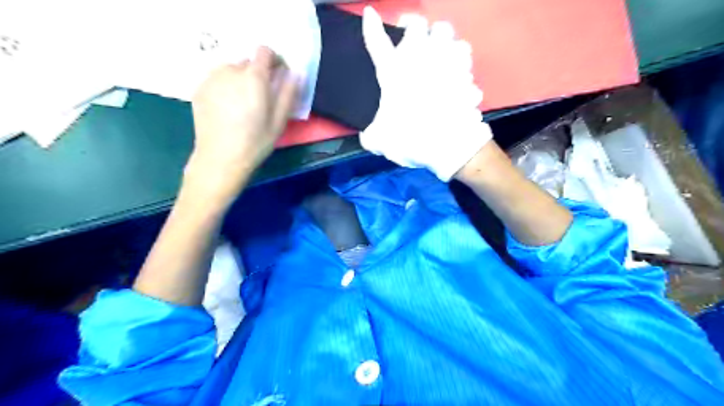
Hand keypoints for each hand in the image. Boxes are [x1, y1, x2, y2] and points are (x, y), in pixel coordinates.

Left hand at [189, 46, 299, 205]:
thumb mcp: (279, 121)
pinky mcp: (199, 88)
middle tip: (260, 98)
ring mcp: (211, 78)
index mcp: (254, 77)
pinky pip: (217, 79)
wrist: (220, 158)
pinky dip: (225, 86)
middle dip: (257, 74)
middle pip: (248, 62)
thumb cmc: (255, 142)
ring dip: (240, 79)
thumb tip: (295, 73)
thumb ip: (288, 93)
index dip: (274, 60)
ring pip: (231, 69)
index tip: (278, 76)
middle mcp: (230, 71)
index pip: (264, 51)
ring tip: (242, 104)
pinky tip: (227, 108)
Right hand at [360, 5, 492, 179]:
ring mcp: (447, 65)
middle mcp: (420, 61)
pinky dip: (463, 69)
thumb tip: (368, 137)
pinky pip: (467, 64)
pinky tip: (460, 78)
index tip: (371, 14)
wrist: (447, 145)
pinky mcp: (467, 77)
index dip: (372, 27)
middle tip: (417, 42)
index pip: (378, 43)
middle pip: (422, 26)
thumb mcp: (380, 141)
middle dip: (420, 30)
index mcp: (394, 73)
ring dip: (446, 45)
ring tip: (443, 57)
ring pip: (451, 37)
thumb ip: (371, 135)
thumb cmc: (409, 139)